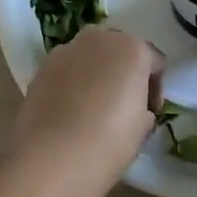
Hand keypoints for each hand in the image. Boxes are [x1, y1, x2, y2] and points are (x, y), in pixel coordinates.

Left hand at [12, 28, 164, 190]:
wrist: (51, 158)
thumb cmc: (109, 141)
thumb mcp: (143, 127)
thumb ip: (143, 107)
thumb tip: (134, 108)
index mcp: (132, 48)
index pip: (154, 61)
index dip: (155, 88)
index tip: (150, 112)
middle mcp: (98, 39)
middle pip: (119, 49)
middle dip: (123, 72)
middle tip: (123, 104)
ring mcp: (65, 50)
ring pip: (89, 57)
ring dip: (95, 74)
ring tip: (93, 108)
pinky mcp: (41, 68)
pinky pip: (66, 70)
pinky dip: (71, 83)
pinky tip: (69, 112)